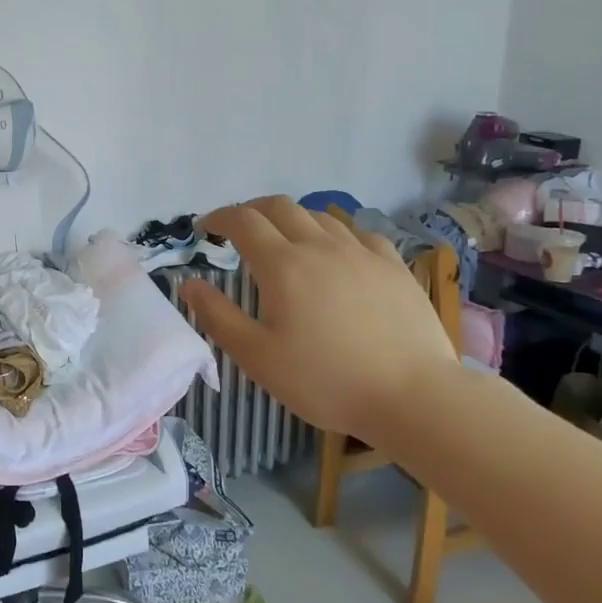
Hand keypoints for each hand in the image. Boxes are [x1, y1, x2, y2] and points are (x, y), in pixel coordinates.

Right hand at [178, 197, 459, 436]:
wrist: (413, 395)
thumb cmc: (326, 381)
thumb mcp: (258, 358)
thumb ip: (218, 316)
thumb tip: (188, 283)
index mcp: (282, 265)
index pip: (242, 220)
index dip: (218, 218)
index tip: (204, 229)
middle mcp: (319, 246)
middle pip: (279, 206)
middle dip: (251, 211)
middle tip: (238, 230)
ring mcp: (361, 252)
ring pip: (319, 216)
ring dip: (292, 220)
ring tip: (284, 241)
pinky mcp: (393, 265)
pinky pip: (357, 233)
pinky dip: (334, 234)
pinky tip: (337, 253)